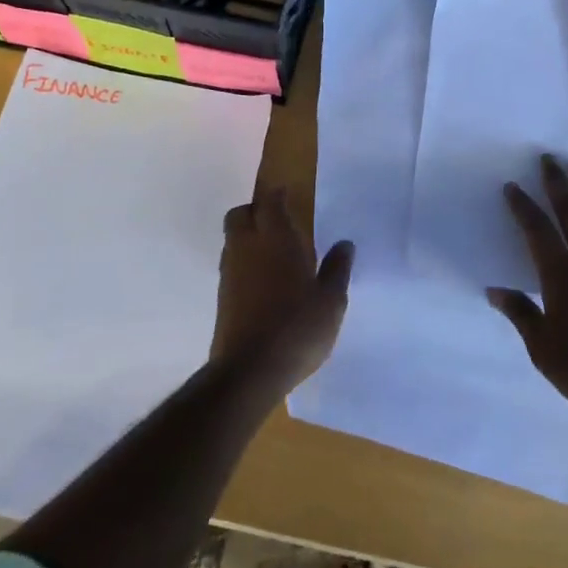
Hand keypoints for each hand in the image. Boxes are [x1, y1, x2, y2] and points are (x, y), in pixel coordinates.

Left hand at [210, 186, 353, 394]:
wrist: (248, 372)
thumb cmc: (296, 328)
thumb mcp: (330, 301)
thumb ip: (337, 269)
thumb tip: (345, 244)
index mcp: (276, 238)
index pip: (270, 202)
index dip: (277, 195)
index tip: (288, 195)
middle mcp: (247, 247)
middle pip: (240, 214)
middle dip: (255, 211)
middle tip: (279, 223)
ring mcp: (230, 272)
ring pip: (233, 239)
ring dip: (248, 237)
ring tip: (274, 254)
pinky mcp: (222, 297)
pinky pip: (231, 265)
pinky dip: (244, 263)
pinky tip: (264, 283)